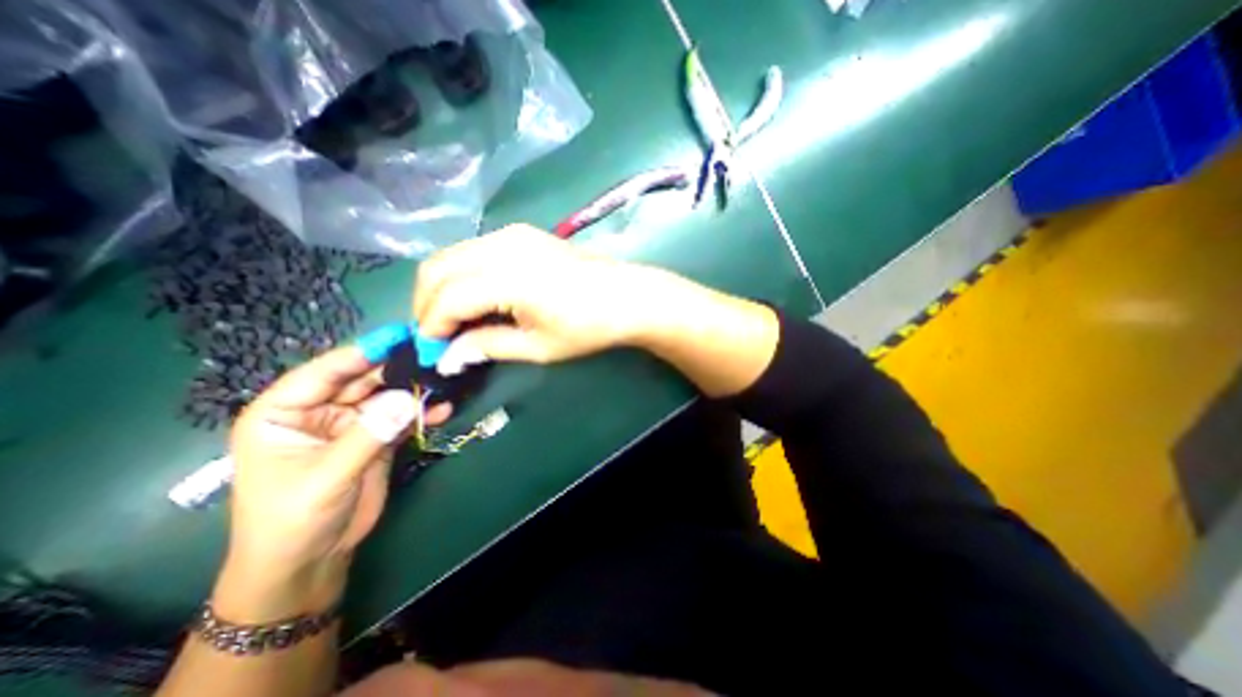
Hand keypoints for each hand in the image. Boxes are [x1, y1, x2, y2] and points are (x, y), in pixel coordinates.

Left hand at [221, 345, 447, 614]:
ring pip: (386, 397)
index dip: (361, 353)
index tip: (398, 337)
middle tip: (432, 355)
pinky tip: (444, 409)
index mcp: (285, 413)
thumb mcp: (325, 477)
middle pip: (362, 380)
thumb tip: (409, 398)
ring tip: (445, 379)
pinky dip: (422, 413)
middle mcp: (320, 411)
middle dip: (396, 369)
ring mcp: (352, 424)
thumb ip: (367, 435)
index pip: (324, 372)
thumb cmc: (293, 520)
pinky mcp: (377, 438)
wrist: (311, 561)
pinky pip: (402, 418)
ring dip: (414, 390)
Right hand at [411, 224, 675, 366]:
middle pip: (437, 269)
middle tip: (438, 335)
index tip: (433, 351)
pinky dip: (461, 272)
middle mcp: (502, 247)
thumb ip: (488, 346)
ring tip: (454, 319)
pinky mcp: (520, 232)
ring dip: (442, 286)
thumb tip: (450, 355)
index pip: (447, 299)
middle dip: (427, 304)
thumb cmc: (588, 327)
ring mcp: (511, 234)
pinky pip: (473, 249)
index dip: (432, 326)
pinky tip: (475, 296)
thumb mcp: (538, 347)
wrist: (626, 296)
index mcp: (508, 278)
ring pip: (451, 255)